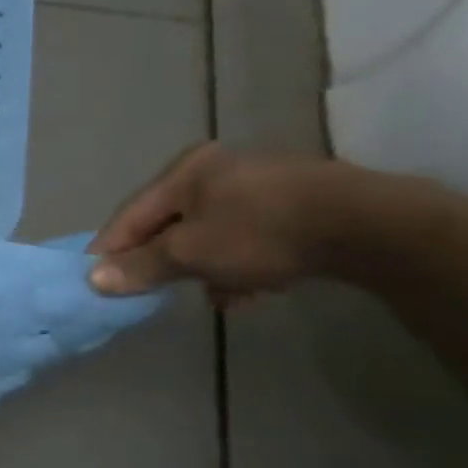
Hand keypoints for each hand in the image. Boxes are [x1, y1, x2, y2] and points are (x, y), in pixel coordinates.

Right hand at [87, 143, 349, 300]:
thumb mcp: (192, 254)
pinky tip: (252, 290)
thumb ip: (141, 265)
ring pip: (210, 233)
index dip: (111, 249)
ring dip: (205, 267)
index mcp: (185, 171)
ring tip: (217, 297)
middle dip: (165, 261)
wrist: (374, 227)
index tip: (98, 281)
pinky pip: (247, 237)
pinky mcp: (297, 204)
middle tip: (158, 292)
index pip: (130, 215)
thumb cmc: (262, 232)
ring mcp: (260, 185)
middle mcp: (216, 170)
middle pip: (170, 224)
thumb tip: (93, 279)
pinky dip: (240, 263)